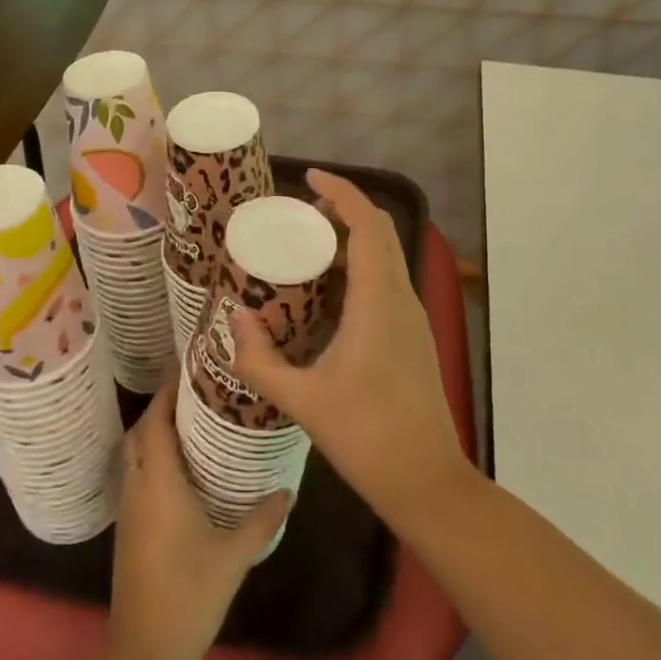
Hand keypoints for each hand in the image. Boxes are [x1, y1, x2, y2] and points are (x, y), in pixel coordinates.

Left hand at [108, 384, 288, 659]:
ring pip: (134, 454)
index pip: (155, 421)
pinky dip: (152, 459)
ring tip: (192, 422)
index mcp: (158, 482)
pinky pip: (136, 476)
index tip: (189, 368)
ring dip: (155, 433)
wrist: (144, 653)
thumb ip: (262, 518)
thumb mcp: (234, 555)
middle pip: (140, 432)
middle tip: (197, 392)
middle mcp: (137, 487)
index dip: (167, 391)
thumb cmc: (189, 595)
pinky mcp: (127, 529)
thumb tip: (288, 489)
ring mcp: (128, 509)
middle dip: (162, 407)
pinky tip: (181, 470)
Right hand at [229, 169, 471, 532]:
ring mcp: (413, 317)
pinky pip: (387, 282)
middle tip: (300, 214)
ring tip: (307, 249)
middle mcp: (402, 299)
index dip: (342, 191)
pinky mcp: (413, 336)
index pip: (368, 224)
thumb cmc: (367, 437)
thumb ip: (260, 360)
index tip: (309, 177)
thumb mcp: (303, 400)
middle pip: (380, 232)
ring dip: (352, 240)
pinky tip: (328, 295)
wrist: (428, 482)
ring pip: (386, 256)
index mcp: (379, 301)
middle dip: (343, 211)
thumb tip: (232, 322)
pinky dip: (359, 269)